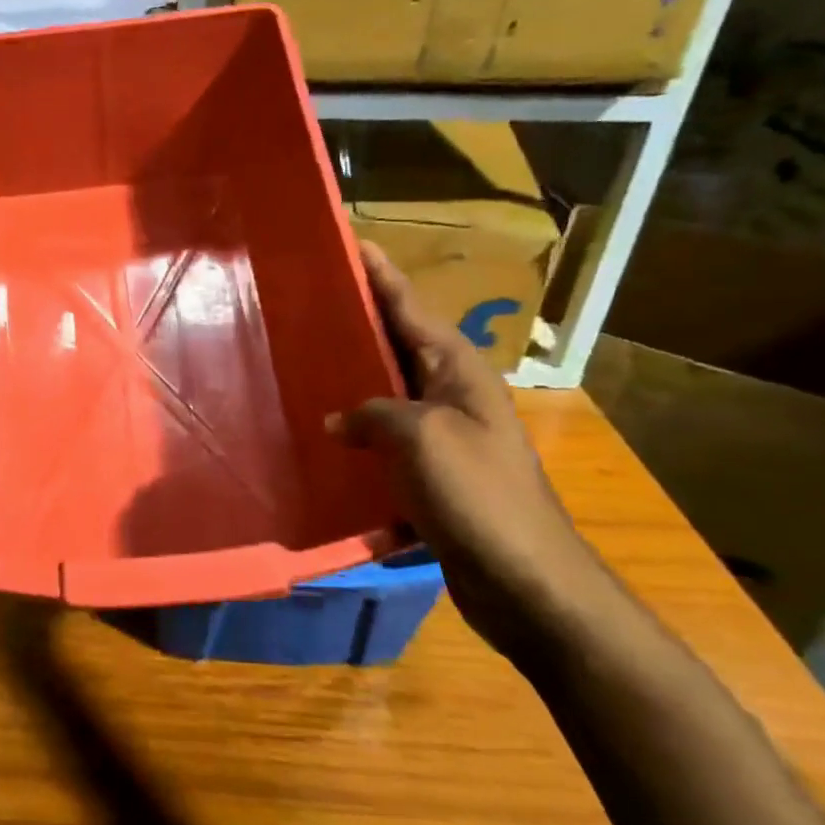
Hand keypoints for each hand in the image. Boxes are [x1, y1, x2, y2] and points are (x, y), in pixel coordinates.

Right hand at [330, 241, 613, 660]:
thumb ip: (372, 413)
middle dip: (357, 321)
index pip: (410, 307)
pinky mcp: (431, 474)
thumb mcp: (419, 437)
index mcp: (458, 371)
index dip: (380, 274)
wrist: (525, 582)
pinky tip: (319, 437)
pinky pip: (383, 439)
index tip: (349, 241)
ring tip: (300, 363)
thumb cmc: (477, 495)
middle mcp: (452, 394)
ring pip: (385, 393)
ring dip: (350, 379)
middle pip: (396, 344)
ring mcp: (442, 436)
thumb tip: (338, 419)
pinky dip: (355, 432)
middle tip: (305, 300)